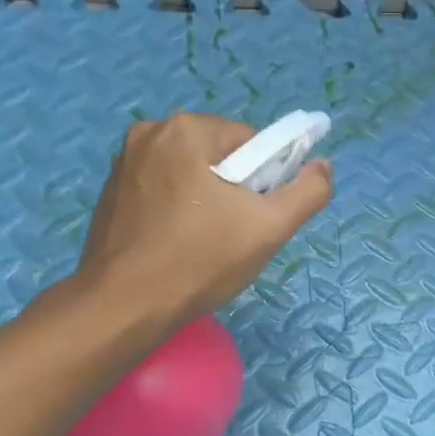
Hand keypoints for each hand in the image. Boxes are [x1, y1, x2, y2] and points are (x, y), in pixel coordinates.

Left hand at [69, 112, 331, 334]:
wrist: (124, 306)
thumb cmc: (200, 261)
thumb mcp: (270, 227)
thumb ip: (308, 191)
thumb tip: (323, 165)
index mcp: (187, 129)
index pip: (252, 142)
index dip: (266, 180)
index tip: (257, 217)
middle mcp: (150, 132)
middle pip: (221, 155)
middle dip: (235, 189)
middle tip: (234, 233)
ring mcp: (124, 161)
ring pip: (192, 172)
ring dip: (208, 199)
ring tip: (206, 242)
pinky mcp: (111, 190)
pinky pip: (164, 188)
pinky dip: (179, 208)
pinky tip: (178, 243)